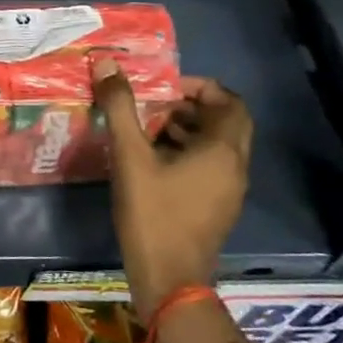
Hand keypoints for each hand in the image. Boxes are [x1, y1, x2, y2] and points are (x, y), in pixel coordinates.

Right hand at [93, 62, 252, 312]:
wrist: (169, 278)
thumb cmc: (153, 213)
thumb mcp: (130, 156)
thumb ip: (120, 108)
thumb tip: (106, 63)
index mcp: (223, 150)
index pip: (229, 101)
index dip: (199, 87)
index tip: (163, 86)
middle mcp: (235, 166)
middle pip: (226, 122)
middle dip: (192, 106)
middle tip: (155, 103)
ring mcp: (229, 189)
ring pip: (218, 145)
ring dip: (189, 129)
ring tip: (148, 127)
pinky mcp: (218, 206)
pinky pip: (211, 166)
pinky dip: (189, 152)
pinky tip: (153, 160)